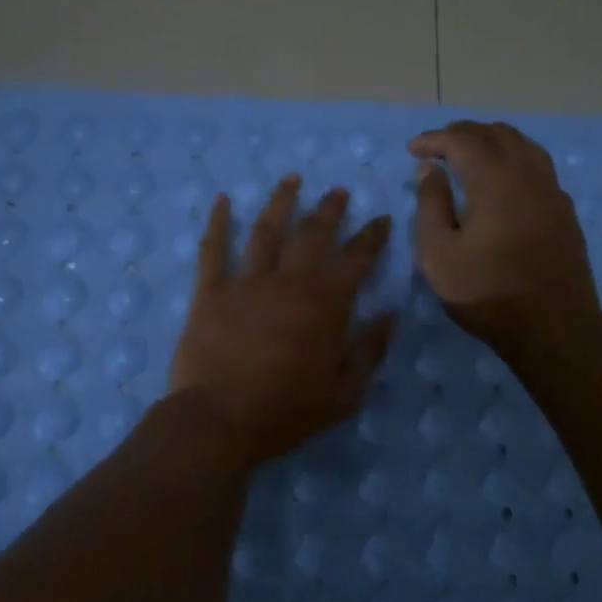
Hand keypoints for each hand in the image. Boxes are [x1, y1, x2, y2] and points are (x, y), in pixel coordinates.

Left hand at [168, 175, 394, 464]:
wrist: (219, 421)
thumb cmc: (285, 413)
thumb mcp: (344, 394)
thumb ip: (369, 351)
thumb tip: (390, 315)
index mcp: (325, 305)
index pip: (356, 259)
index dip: (371, 237)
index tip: (381, 220)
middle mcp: (289, 282)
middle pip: (313, 234)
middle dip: (330, 210)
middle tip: (339, 193)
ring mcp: (246, 283)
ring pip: (266, 230)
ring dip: (282, 201)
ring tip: (292, 179)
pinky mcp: (211, 292)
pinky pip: (214, 249)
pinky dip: (218, 223)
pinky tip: (221, 200)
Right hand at [409, 120, 601, 358]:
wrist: (553, 326)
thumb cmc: (487, 293)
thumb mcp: (439, 254)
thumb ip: (431, 205)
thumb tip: (431, 170)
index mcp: (495, 180)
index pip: (462, 140)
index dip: (434, 139)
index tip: (413, 150)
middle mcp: (528, 174)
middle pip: (496, 134)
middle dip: (462, 134)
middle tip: (437, 148)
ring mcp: (552, 190)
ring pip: (523, 144)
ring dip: (492, 141)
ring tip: (469, 155)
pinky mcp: (564, 209)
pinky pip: (538, 165)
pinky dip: (514, 159)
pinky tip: (503, 180)